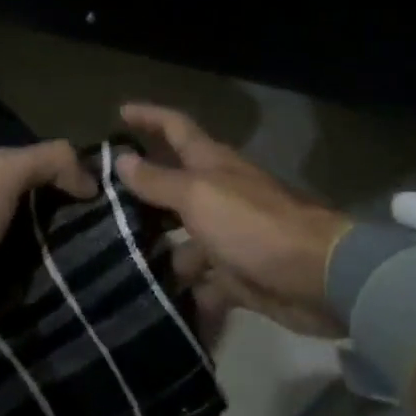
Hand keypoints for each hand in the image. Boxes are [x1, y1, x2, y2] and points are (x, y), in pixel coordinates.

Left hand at [0, 141, 97, 355]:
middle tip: (121, 223)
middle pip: (55, 206)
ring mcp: (6, 251)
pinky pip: (47, 274)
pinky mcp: (9, 287)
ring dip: (78, 246)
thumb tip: (93, 184)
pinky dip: (65, 274)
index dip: (80, 172)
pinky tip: (91, 276)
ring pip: (55, 240)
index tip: (115, 186)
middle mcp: (3, 211)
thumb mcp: (5, 170)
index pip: (50, 168)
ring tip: (115, 252)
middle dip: (84, 213)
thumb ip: (50, 160)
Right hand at [118, 104, 350, 336]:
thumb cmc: (252, 224)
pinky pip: (203, 282)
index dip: (148, 116)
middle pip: (173, 186)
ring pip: (184, 239)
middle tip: (98, 208)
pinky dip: (186, 293)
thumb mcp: (198, 196)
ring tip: (116, 267)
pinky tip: (154, 304)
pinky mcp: (238, 274)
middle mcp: (218, 193)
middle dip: (141, 194)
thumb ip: (158, 181)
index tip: (118, 111)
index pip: (175, 127)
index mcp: (210, 163)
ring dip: (157, 251)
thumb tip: (122, 159)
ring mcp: (228, 235)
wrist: (317, 276)